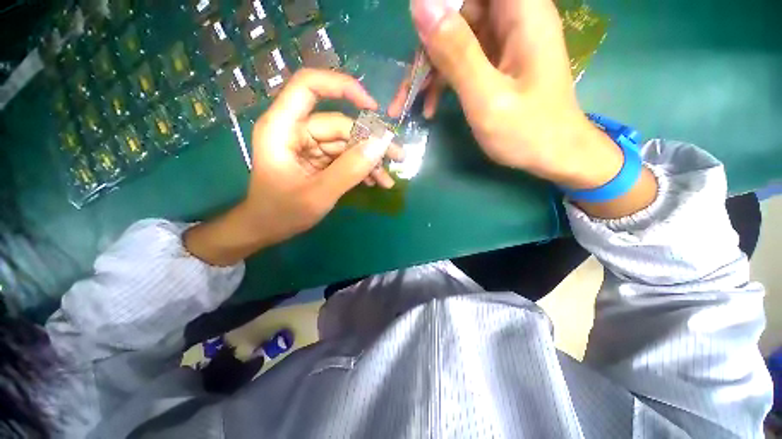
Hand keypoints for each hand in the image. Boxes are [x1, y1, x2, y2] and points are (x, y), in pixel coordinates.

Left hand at [186, 69, 403, 265]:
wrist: (267, 229)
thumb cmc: (282, 213)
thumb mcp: (319, 194)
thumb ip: (349, 170)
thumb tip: (380, 145)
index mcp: (282, 128)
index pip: (309, 86)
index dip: (342, 87)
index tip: (372, 107)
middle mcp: (296, 130)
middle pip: (340, 124)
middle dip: (370, 142)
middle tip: (398, 157)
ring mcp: (309, 145)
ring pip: (346, 142)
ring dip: (369, 160)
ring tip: (387, 179)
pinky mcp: (318, 159)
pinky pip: (344, 157)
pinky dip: (360, 168)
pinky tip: (375, 181)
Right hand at [390, 0, 657, 217]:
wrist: (552, 155)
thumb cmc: (526, 132)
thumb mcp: (486, 97)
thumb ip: (456, 52)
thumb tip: (420, 4)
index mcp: (521, 13)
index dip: (441, 4)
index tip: (419, 32)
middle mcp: (513, 18)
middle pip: (459, 10)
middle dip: (428, 43)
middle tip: (410, 84)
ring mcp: (503, 42)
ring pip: (455, 37)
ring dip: (429, 69)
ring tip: (410, 102)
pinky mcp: (495, 63)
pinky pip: (461, 60)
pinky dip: (442, 81)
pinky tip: (429, 107)